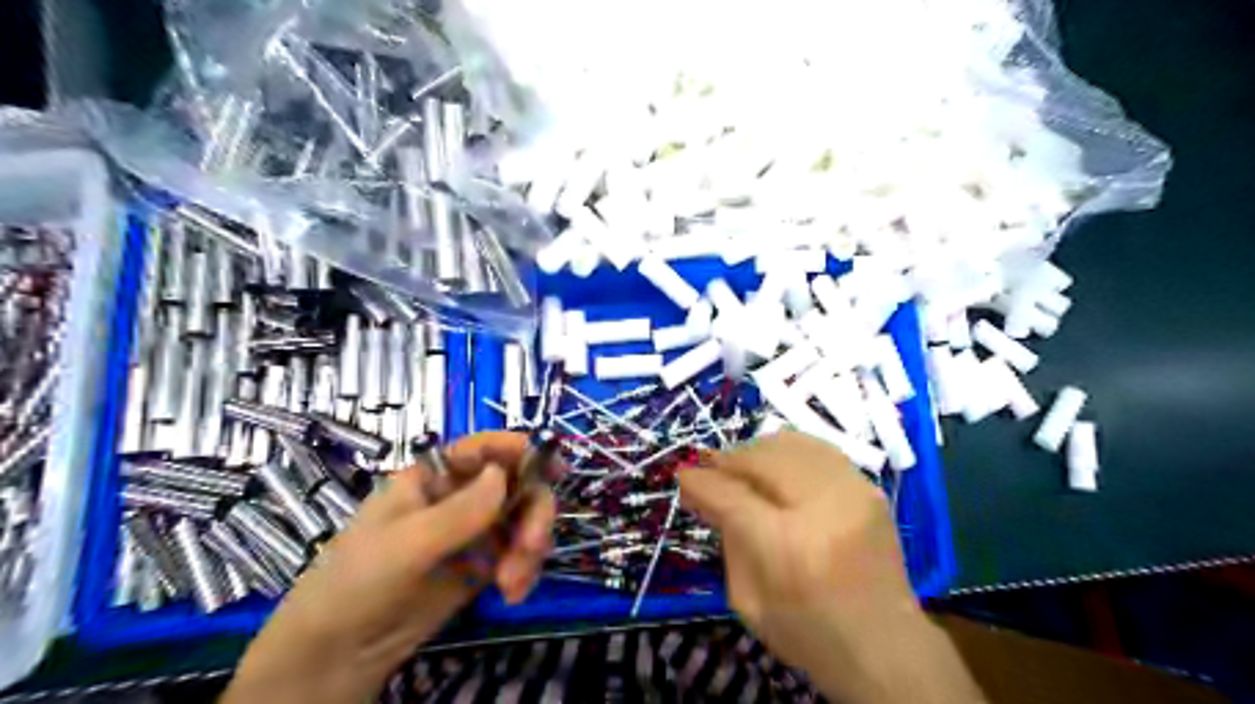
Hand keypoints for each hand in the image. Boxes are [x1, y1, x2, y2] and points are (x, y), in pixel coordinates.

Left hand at [224, 432, 553, 703]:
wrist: (338, 653)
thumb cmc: (359, 581)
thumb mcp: (406, 544)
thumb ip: (459, 511)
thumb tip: (503, 474)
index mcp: (434, 476)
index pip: (482, 449)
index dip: (517, 449)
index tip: (553, 465)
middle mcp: (460, 496)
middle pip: (516, 484)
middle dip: (533, 513)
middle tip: (533, 545)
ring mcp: (474, 530)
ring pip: (524, 519)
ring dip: (530, 547)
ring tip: (513, 584)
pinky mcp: (483, 564)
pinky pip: (520, 553)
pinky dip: (525, 569)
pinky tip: (512, 594)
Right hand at [676, 433, 979, 703]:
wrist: (886, 647)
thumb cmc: (808, 634)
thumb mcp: (747, 599)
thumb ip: (725, 537)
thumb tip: (703, 490)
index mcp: (787, 547)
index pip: (732, 495)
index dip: (701, 481)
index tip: (684, 475)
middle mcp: (823, 508)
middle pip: (762, 458)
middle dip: (728, 459)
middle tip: (711, 469)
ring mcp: (853, 492)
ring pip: (790, 443)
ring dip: (757, 451)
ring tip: (742, 467)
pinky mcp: (870, 488)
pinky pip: (818, 449)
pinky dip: (789, 452)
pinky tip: (777, 468)